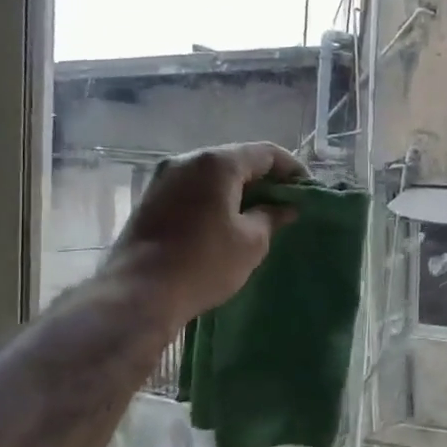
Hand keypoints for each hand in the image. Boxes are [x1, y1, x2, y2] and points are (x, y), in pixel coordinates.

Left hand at [105, 142, 306, 321]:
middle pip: (237, 160)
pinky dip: (215, 199)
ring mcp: (163, 178)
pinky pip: (193, 189)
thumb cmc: (203, 263)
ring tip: (259, 215)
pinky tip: (227, 222)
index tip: (308, 190)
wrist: (138, 294)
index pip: (266, 153)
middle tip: (286, 203)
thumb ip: (272, 216)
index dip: (292, 169)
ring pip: (213, 175)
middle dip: (264, 179)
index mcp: (216, 163)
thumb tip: (285, 207)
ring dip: (238, 190)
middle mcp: (186, 160)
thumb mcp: (251, 242)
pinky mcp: (151, 199)